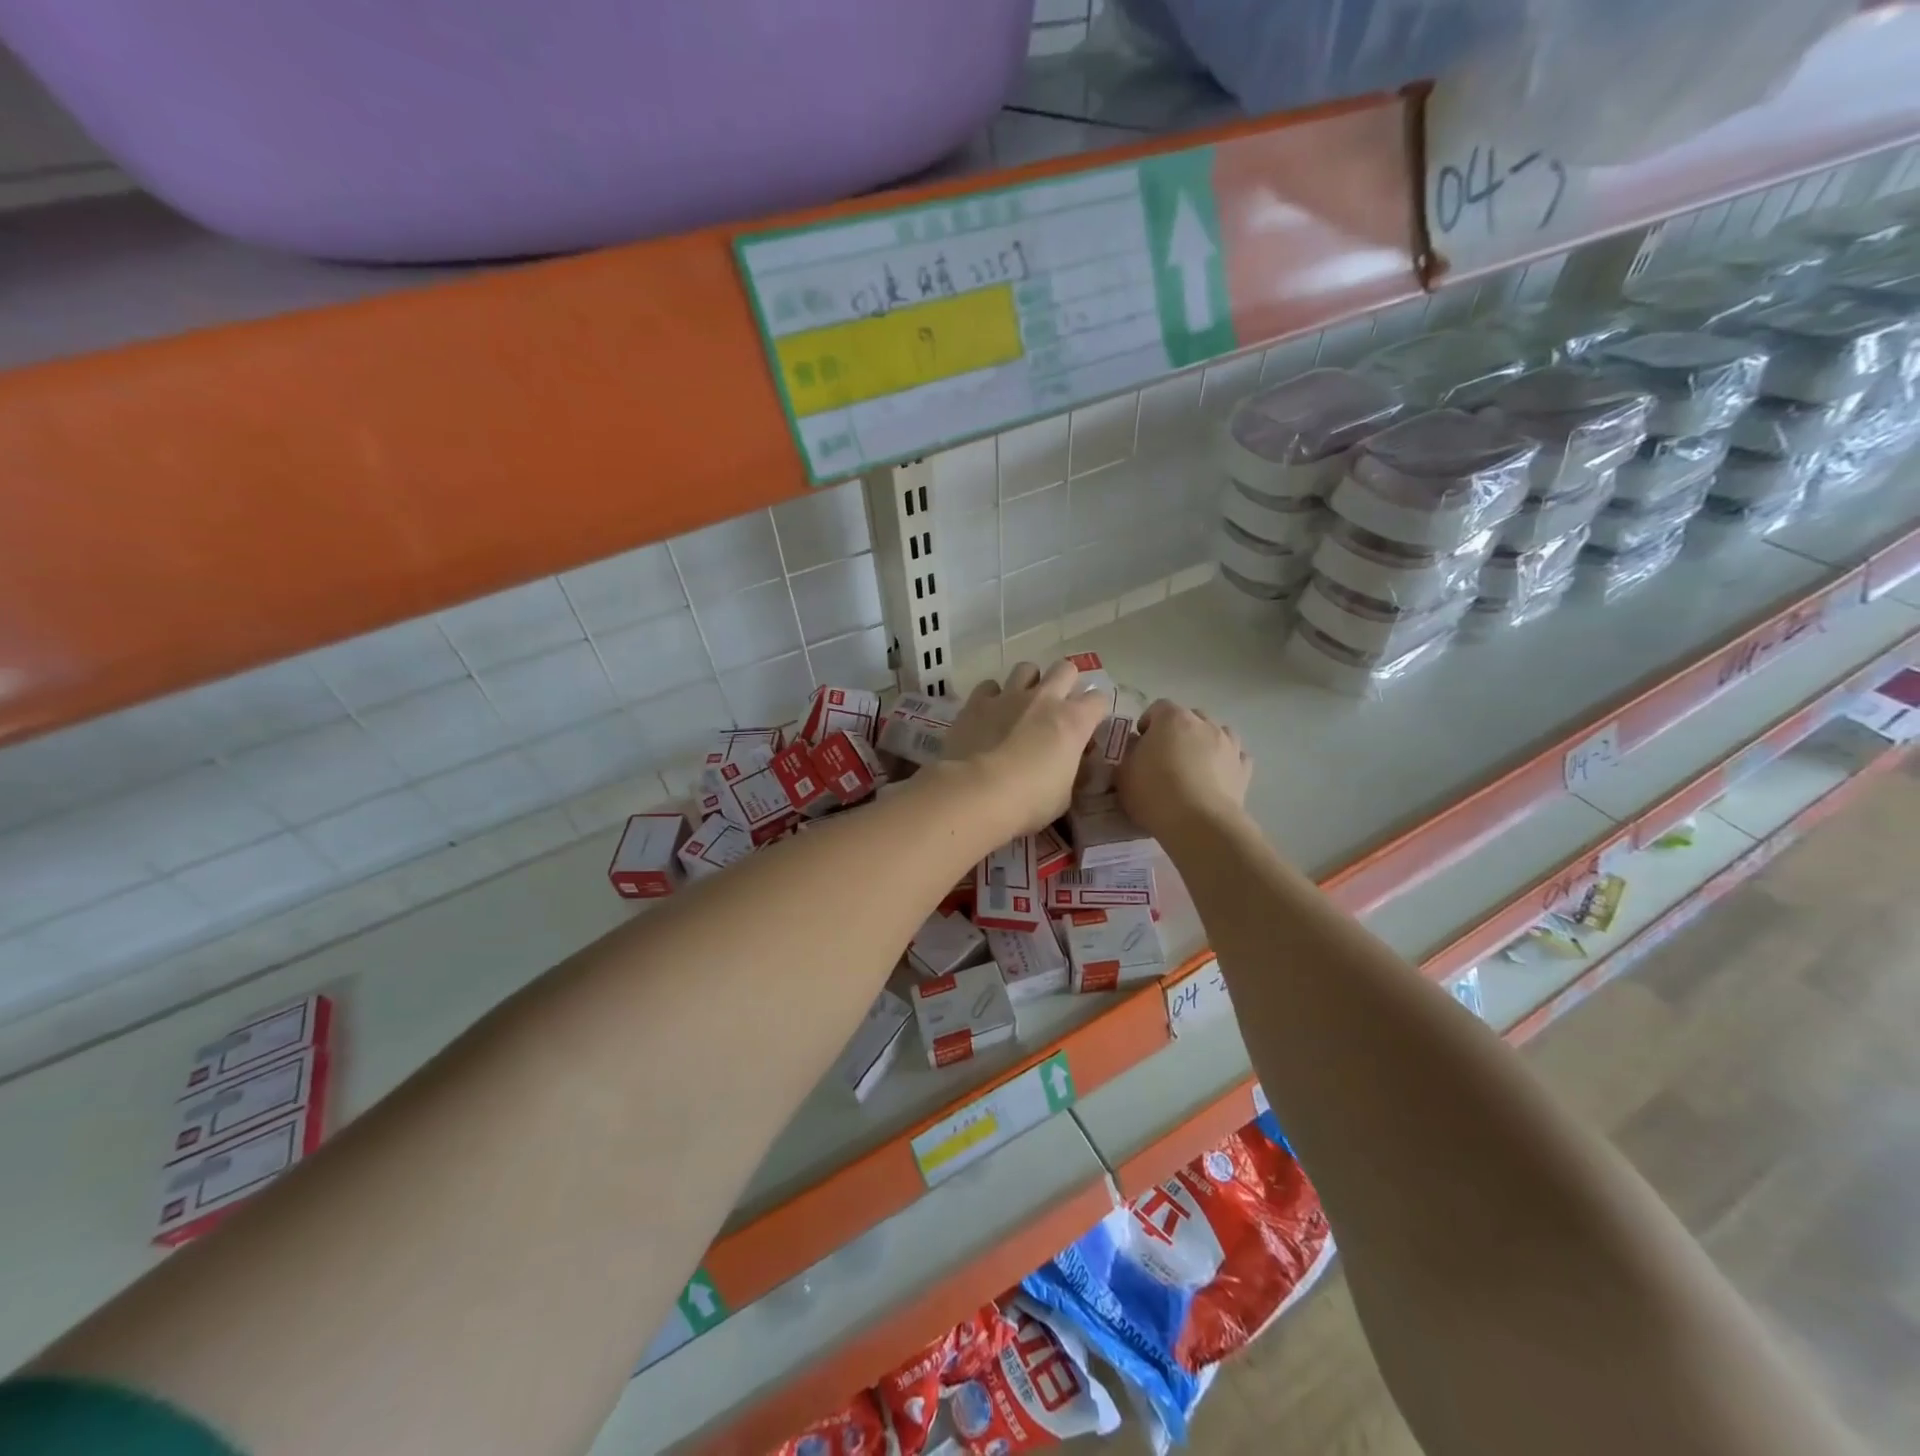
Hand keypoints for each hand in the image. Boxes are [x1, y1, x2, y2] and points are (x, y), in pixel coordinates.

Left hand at [940, 661, 1109, 835]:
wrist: (977, 792)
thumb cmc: (1030, 801)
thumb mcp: (1064, 796)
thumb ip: (1073, 772)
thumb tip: (1075, 765)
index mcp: (1074, 721)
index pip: (1099, 699)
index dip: (1095, 711)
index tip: (1089, 726)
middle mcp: (1045, 698)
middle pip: (1066, 669)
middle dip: (1066, 682)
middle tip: (1058, 706)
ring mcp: (1009, 695)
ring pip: (1027, 668)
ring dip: (1029, 682)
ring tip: (1022, 703)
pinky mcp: (977, 701)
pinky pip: (990, 686)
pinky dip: (992, 696)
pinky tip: (989, 712)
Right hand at [1119, 699, 1251, 839]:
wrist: (1198, 823)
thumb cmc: (1154, 793)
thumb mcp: (1123, 772)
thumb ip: (1129, 752)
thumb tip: (1138, 745)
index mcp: (1172, 718)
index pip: (1158, 707)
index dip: (1148, 723)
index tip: (1140, 744)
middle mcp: (1204, 724)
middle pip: (1189, 717)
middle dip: (1177, 731)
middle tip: (1165, 756)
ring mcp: (1229, 744)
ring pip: (1217, 732)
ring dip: (1205, 742)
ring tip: (1194, 766)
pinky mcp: (1244, 769)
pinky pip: (1235, 756)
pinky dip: (1226, 762)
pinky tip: (1216, 777)